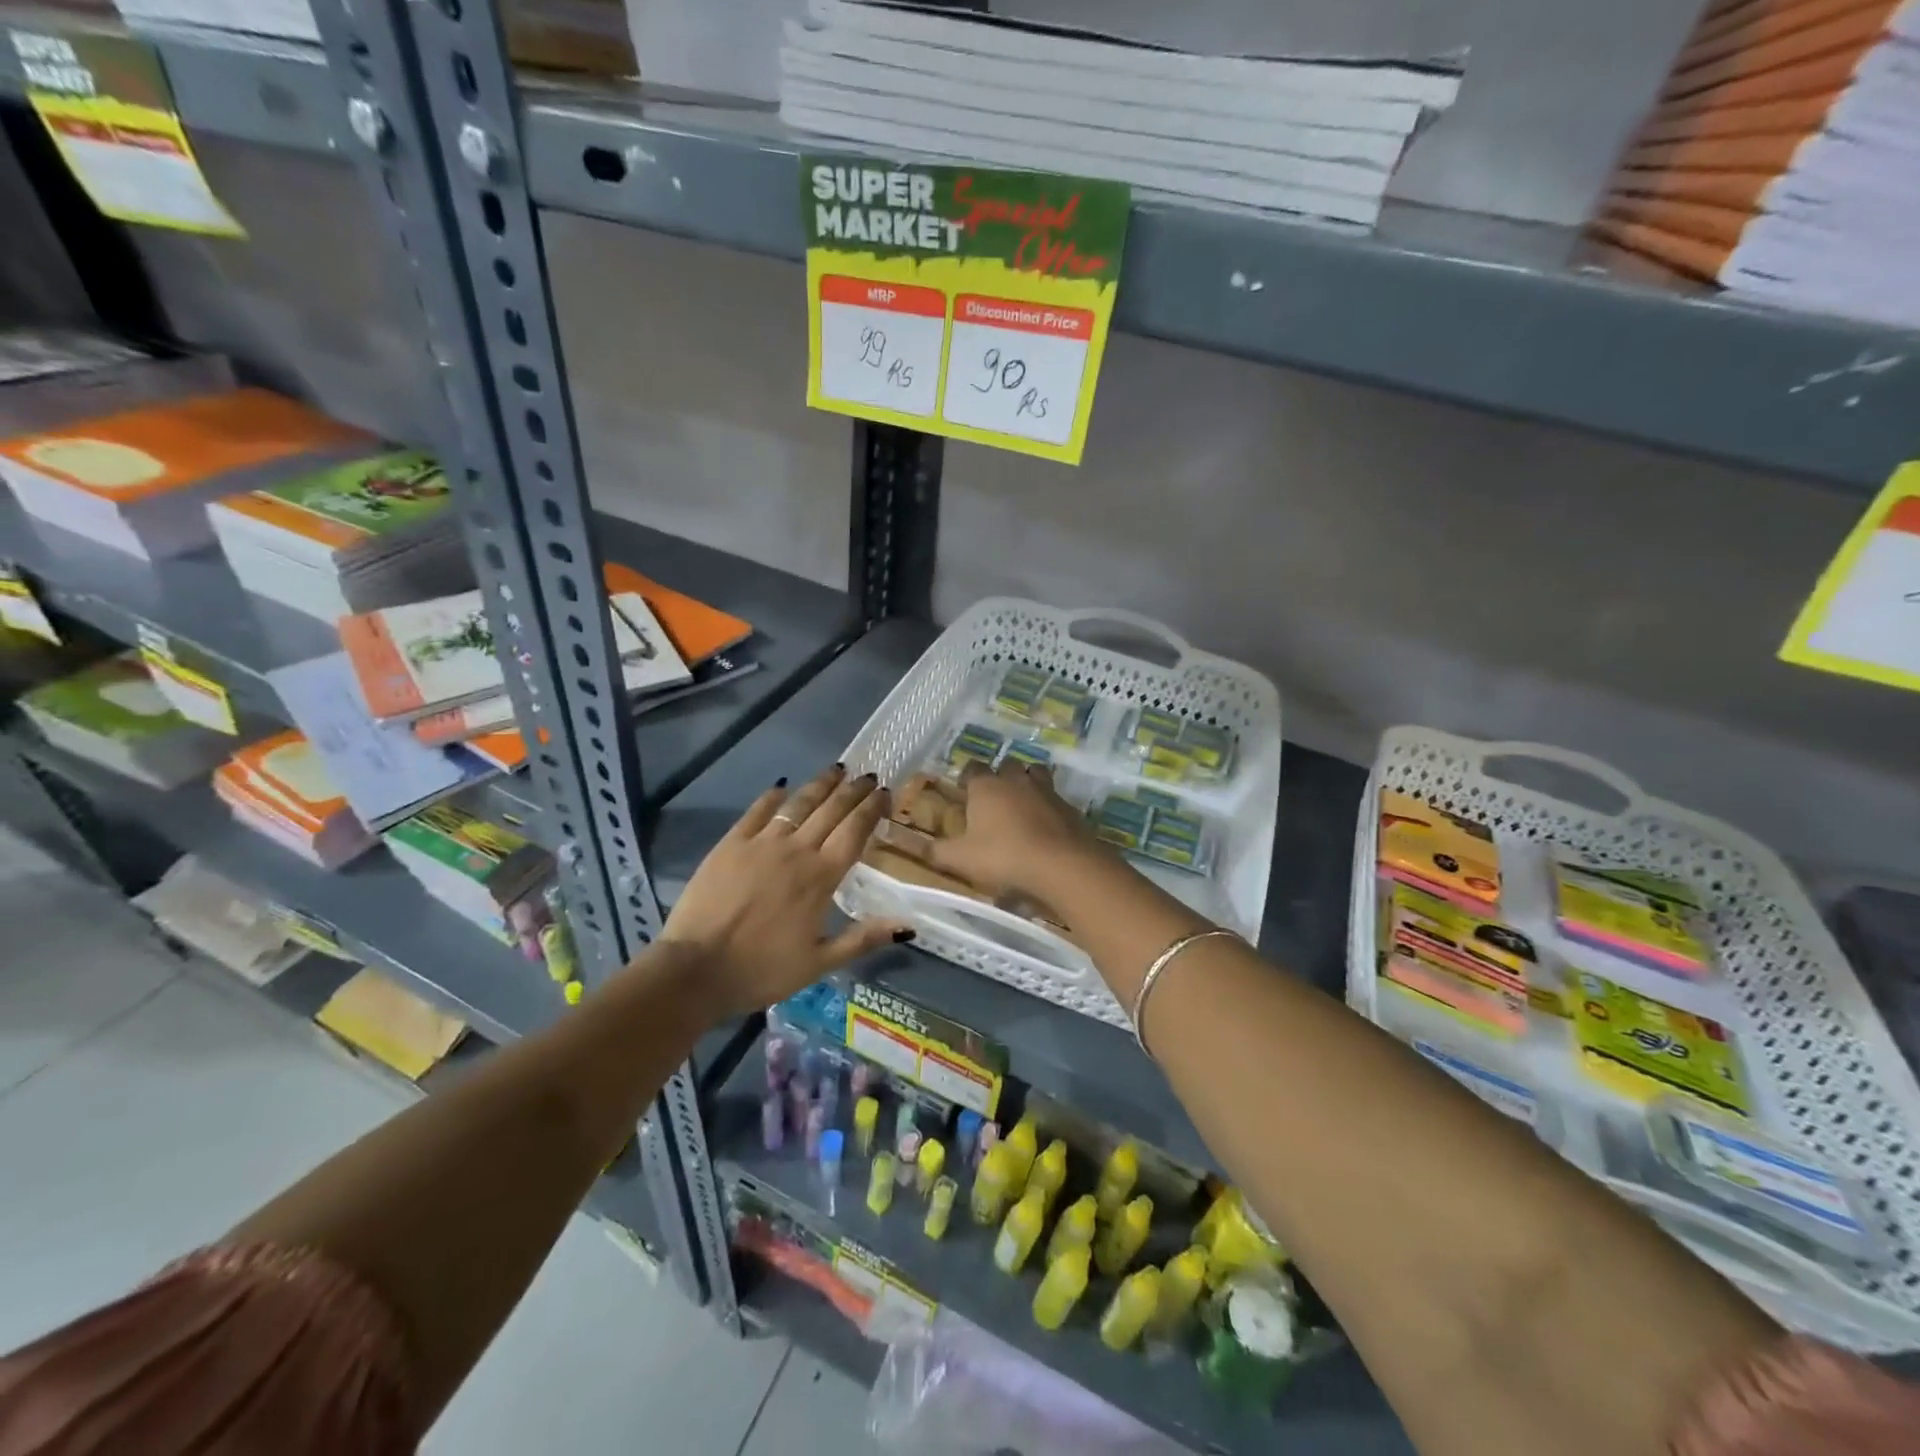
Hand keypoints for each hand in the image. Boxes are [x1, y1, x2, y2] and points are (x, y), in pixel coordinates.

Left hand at [660, 765, 910, 1020]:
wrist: (695, 969)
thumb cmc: (762, 970)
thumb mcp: (820, 963)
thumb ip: (864, 938)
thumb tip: (908, 925)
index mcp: (821, 877)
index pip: (855, 831)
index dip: (872, 809)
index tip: (884, 792)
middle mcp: (796, 850)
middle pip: (831, 811)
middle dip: (853, 791)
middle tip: (868, 776)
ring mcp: (761, 843)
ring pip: (798, 804)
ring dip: (820, 784)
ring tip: (836, 770)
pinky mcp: (730, 843)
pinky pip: (757, 811)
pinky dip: (773, 797)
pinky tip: (781, 788)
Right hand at [929, 761, 1106, 900]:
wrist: (1061, 864)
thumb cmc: (1003, 856)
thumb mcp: (961, 859)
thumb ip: (937, 851)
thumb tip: (917, 846)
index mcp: (986, 786)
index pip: (972, 768)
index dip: (967, 777)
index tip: (964, 789)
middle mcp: (1016, 780)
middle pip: (1007, 765)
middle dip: (1000, 775)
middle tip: (994, 795)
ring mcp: (1046, 790)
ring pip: (1036, 773)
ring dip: (1028, 782)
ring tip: (1022, 801)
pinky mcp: (1069, 807)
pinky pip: (1055, 797)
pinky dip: (1048, 805)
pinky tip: (1045, 823)